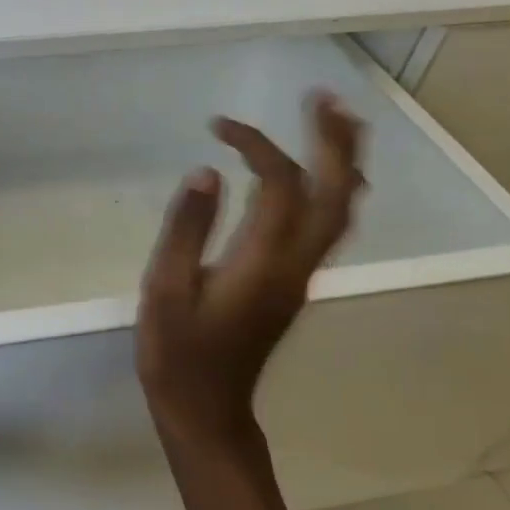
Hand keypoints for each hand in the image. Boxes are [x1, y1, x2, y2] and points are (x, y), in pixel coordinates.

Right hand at [137, 93, 364, 447]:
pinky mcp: (293, 283)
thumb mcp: (167, 288)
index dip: (256, 145)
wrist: (207, 410)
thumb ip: (188, 227)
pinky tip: (317, 174)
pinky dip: (331, 188)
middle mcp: (296, 265)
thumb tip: (207, 170)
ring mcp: (301, 275)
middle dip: (334, 143)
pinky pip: (327, 225)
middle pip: (335, 195)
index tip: (218, 125)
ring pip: (340, 211)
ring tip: (335, 120)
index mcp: (264, 263)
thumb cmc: (179, 352)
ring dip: (342, 162)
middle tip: (323, 98)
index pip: (278, 186)